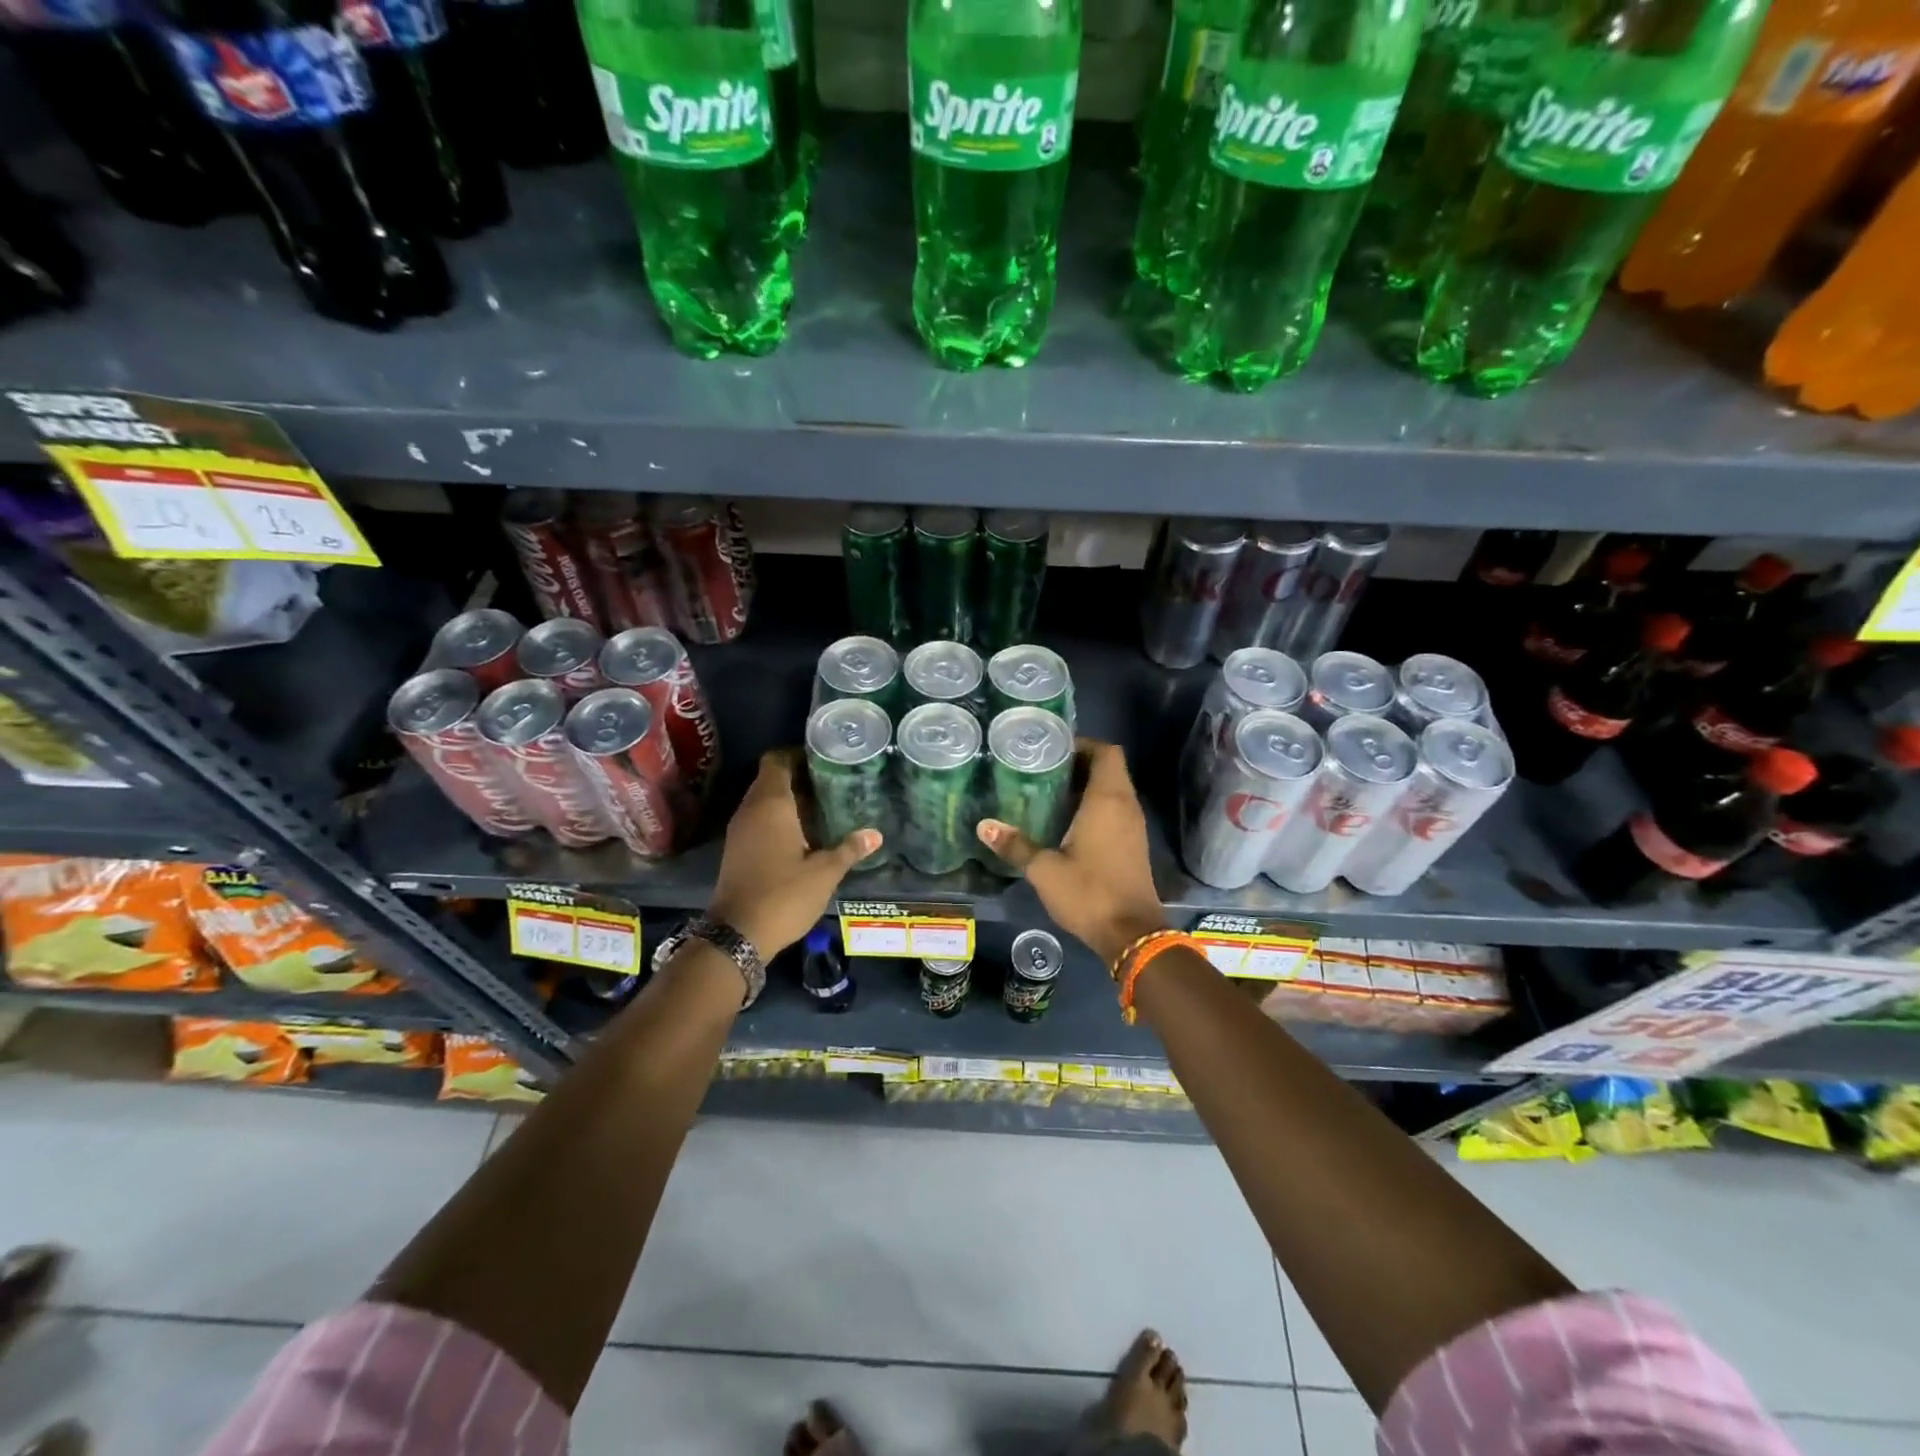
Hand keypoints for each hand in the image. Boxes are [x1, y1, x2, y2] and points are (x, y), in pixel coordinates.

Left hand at [707, 750, 880, 960]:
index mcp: (771, 804)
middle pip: (771, 779)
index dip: (797, 754)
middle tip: (832, 782)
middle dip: (799, 777)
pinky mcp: (736, 850)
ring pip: (764, 801)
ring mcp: (740, 830)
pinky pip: (758, 820)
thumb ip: (848, 849)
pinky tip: (804, 833)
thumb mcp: (824, 873)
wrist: (737, 934)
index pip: (777, 760)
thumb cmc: (783, 895)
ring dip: (789, 800)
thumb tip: (875, 834)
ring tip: (823, 806)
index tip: (824, 759)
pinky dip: (778, 819)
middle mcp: (750, 810)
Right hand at [977, 740, 1166, 964]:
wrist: (1131, 934)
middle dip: (1078, 763)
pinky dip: (1094, 806)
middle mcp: (1125, 805)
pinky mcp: (1133, 844)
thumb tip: (984, 825)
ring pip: (1113, 790)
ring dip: (1086, 786)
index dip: (1082, 744)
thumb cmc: (1089, 893)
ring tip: (1048, 791)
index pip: (1106, 752)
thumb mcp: (1045, 870)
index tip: (1052, 750)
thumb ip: (1016, 844)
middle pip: (1108, 768)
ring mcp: (1133, 826)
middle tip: (1042, 769)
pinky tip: (1066, 821)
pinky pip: (1115, 810)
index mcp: (1108, 800)